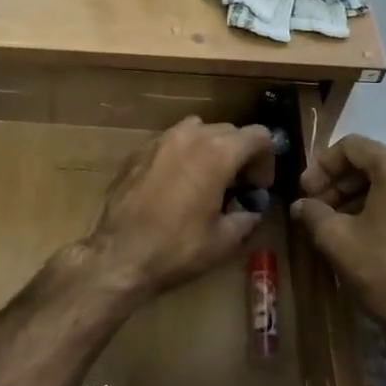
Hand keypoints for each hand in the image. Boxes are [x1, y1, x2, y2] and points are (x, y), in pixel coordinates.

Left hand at [86, 117, 275, 296]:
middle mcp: (191, 136)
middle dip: (239, 155)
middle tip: (236, 187)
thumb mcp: (224, 240)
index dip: (266, 160)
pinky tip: (175, 185)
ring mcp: (161, 140)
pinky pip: (171, 142)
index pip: (259, 136)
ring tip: (206, 180)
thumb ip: (246, 217)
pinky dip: (182, 155)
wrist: (119, 255)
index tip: (258, 188)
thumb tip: (251, 210)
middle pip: (229, 130)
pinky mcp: (138, 151)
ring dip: (210, 149)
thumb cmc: (177, 248)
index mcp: (218, 153)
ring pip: (198, 130)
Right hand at [292, 135, 385, 351]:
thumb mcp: (338, 241)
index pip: (353, 147)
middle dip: (342, 183)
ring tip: (340, 222)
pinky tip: (371, 234)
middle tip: (318, 207)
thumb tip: (301, 205)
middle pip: (377, 163)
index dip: (322, 165)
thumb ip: (314, 213)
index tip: (305, 191)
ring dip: (364, 197)